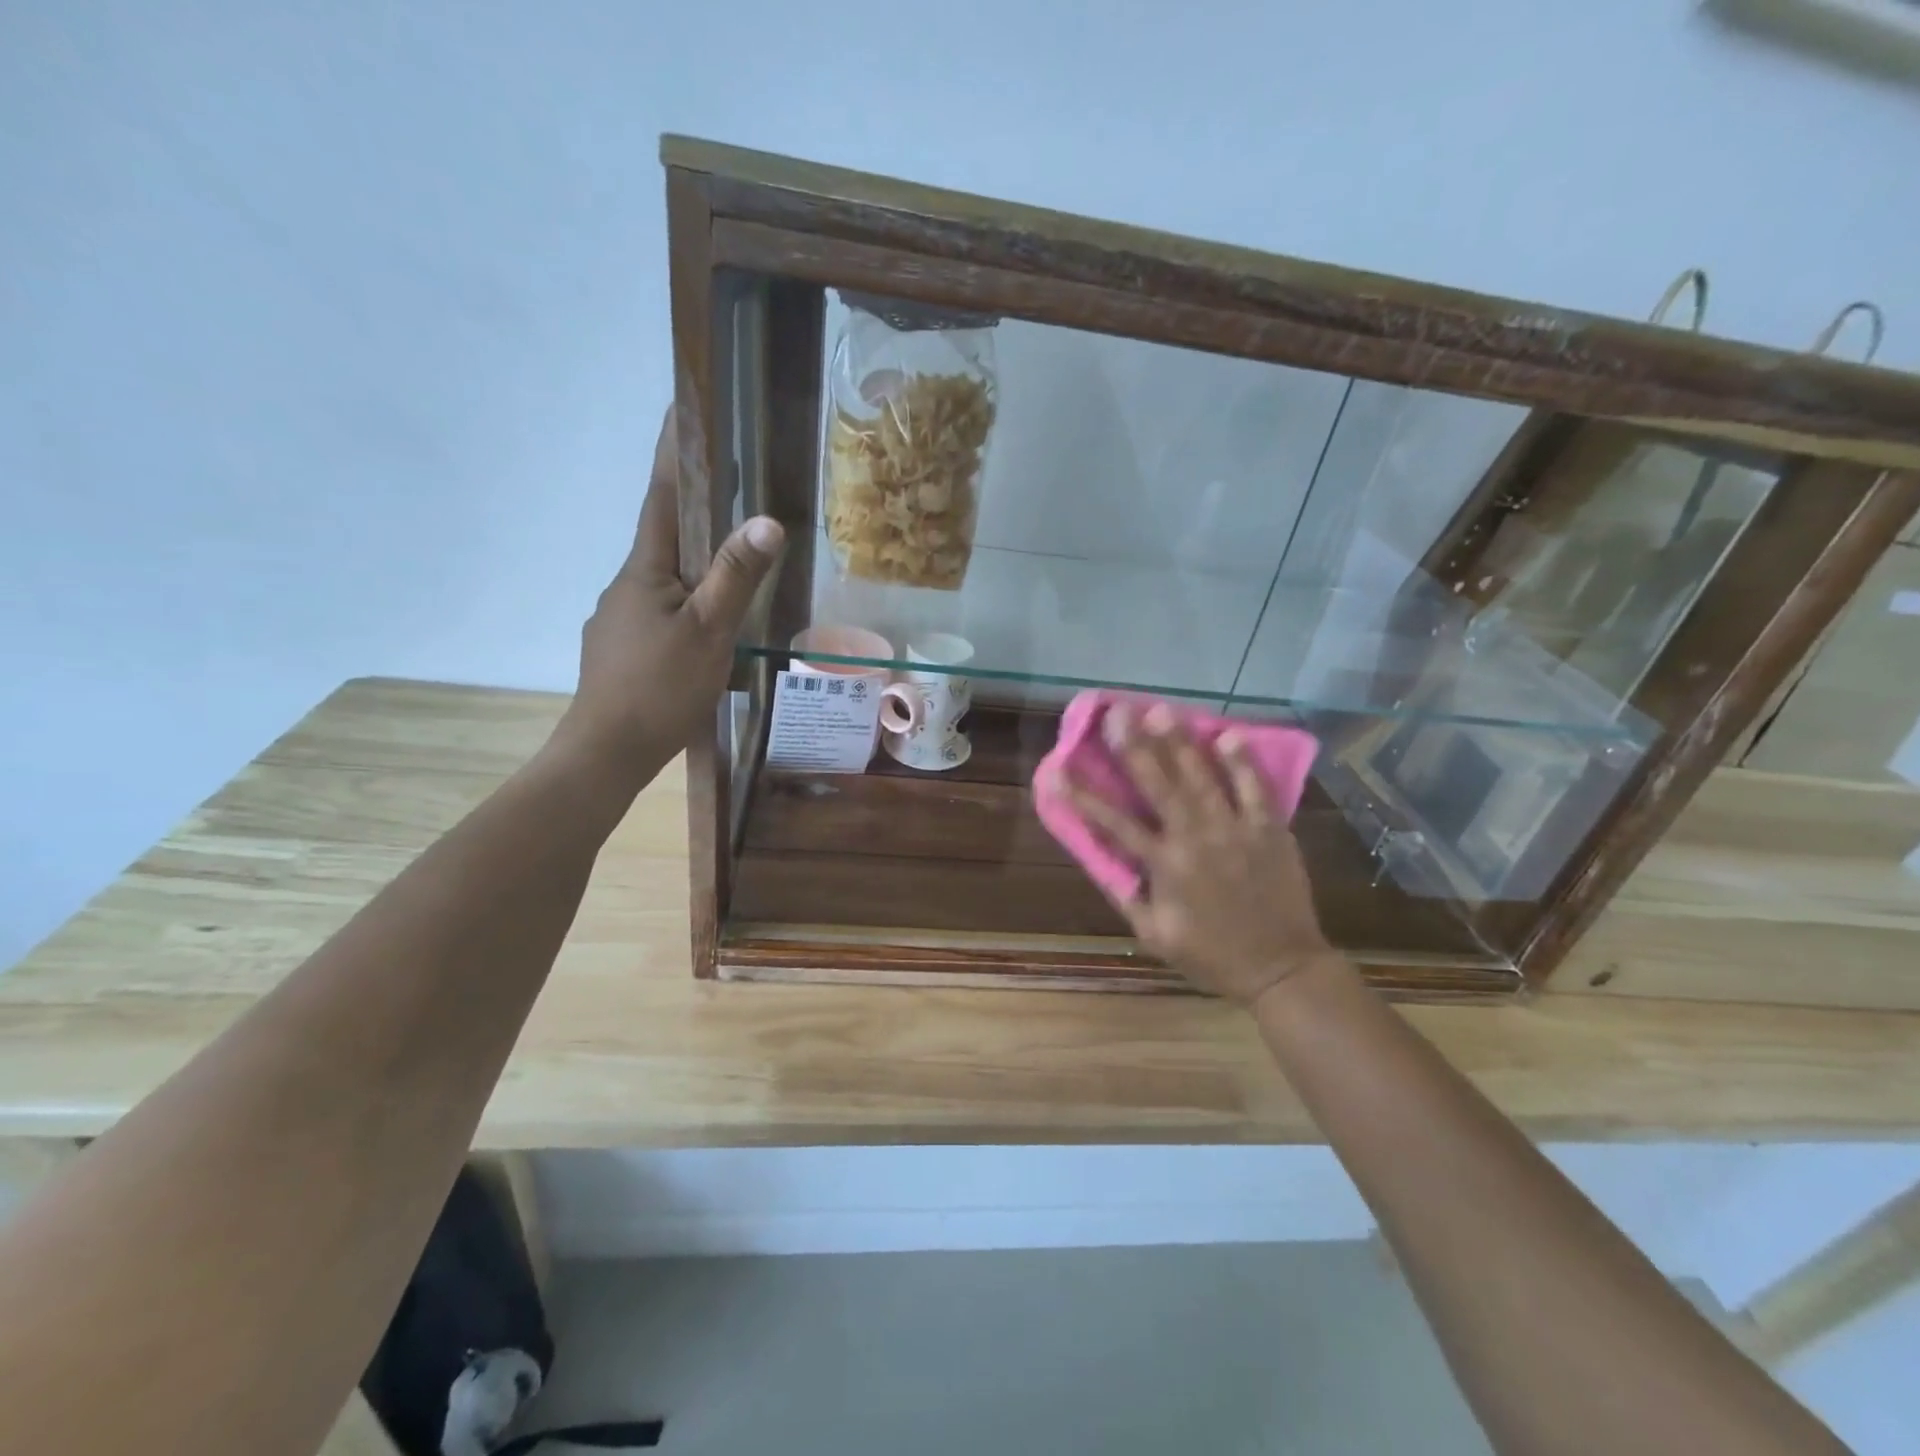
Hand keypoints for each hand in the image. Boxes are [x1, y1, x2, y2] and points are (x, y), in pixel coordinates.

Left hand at [553, 405, 782, 782]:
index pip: (663, 498)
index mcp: (645, 571)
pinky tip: (705, 632)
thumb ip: (736, 577)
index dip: (673, 455)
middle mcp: (626, 586)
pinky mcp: (623, 652)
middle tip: (730, 495)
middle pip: (665, 538)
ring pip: (664, 581)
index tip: (681, 409)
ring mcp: (620, 621)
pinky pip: (661, 613)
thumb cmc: (658, 688)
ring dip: (693, 566)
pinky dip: (686, 606)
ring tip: (730, 573)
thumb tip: (767, 521)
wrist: (607, 753)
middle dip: (694, 512)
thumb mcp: (708, 631)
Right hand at [1044, 702, 1338, 1006]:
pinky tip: (1229, 734)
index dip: (1083, 796)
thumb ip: (1128, 896)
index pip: (1114, 824)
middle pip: (1159, 784)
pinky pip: (1255, 789)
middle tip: (1118, 712)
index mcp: (1165, 866)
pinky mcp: (1269, 830)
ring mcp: (1236, 830)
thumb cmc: (1211, 955)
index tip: (1059, 769)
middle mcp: (1196, 839)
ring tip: (1162, 710)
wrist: (1281, 968)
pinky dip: (1242, 762)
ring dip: (1180, 742)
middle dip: (1134, 746)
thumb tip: (1104, 859)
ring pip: (1203, 777)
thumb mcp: (1156, 935)